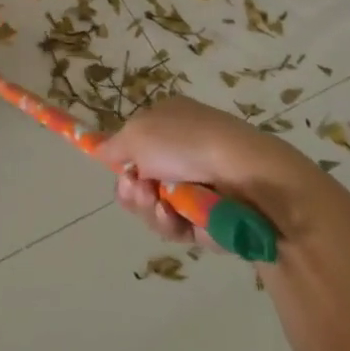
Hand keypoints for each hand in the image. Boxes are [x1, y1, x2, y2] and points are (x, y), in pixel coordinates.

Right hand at [97, 95, 346, 247]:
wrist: (248, 177)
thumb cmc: (187, 142)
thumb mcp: (137, 132)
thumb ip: (113, 145)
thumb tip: (102, 151)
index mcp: (170, 122)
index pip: (137, 143)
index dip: (122, 160)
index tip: (118, 170)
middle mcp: (185, 152)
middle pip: (141, 181)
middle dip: (133, 191)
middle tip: (138, 190)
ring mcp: (200, 186)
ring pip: (156, 208)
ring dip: (150, 209)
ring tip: (162, 204)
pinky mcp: (212, 219)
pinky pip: (179, 228)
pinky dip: (173, 224)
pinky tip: (178, 217)